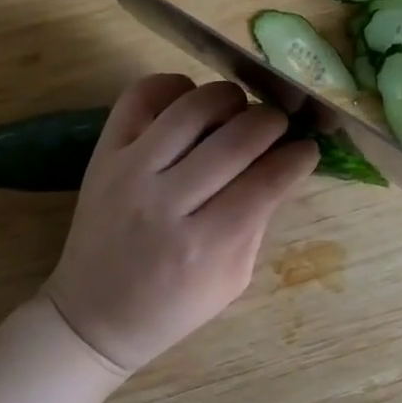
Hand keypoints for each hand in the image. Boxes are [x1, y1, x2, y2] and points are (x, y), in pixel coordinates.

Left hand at [42, 75, 318, 373]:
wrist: (92, 316)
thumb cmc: (173, 305)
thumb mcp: (233, 278)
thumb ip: (258, 219)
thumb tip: (284, 163)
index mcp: (204, 245)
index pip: (266, 180)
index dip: (298, 156)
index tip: (308, 148)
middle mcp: (165, 201)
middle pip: (236, 138)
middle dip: (272, 122)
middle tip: (280, 127)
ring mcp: (129, 171)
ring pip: (193, 106)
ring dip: (230, 98)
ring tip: (239, 111)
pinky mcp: (104, 152)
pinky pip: (141, 95)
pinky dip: (174, 86)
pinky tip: (191, 102)